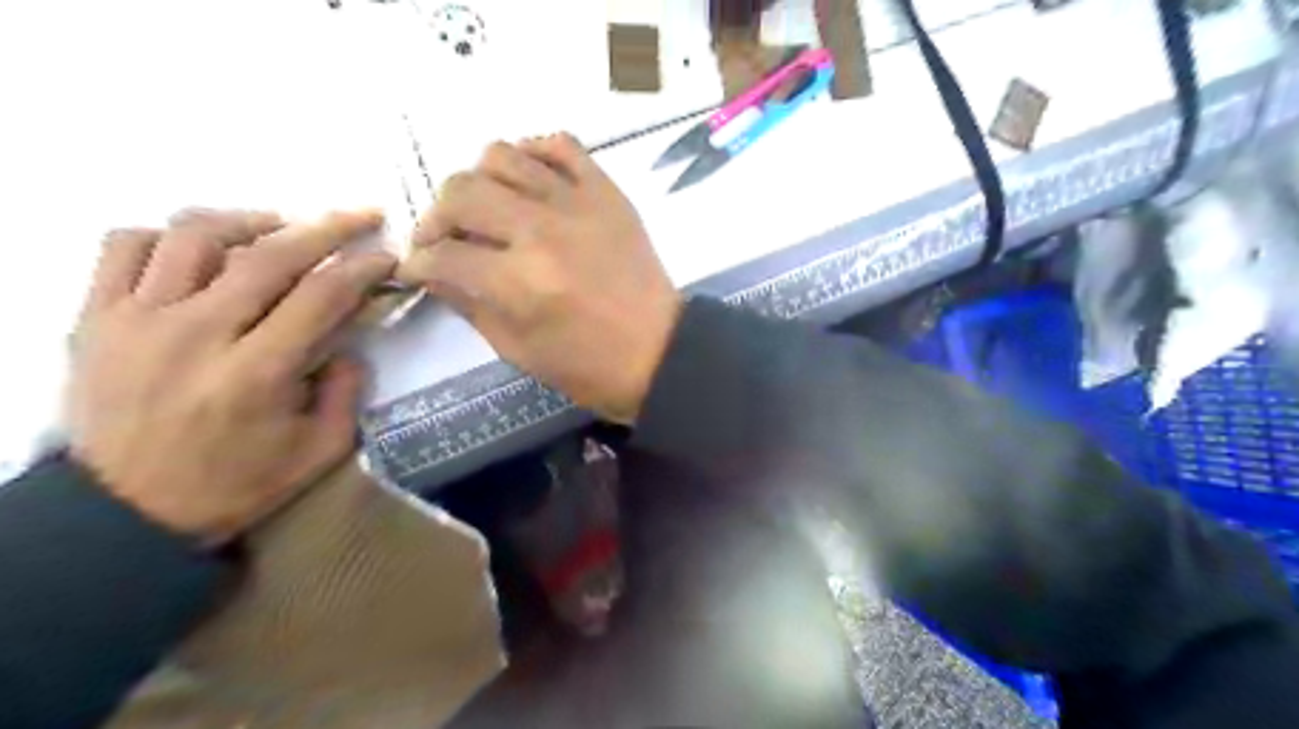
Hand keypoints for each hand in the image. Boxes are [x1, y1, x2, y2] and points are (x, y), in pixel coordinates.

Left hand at [69, 208, 394, 536]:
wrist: (122, 512)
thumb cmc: (233, 485)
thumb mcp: (318, 452)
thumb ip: (345, 392)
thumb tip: (346, 344)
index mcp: (256, 373)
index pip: (321, 296)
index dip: (362, 268)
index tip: (386, 256)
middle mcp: (197, 334)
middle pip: (269, 254)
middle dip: (328, 228)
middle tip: (361, 218)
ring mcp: (137, 320)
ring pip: (196, 235)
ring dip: (252, 221)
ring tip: (282, 227)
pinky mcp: (96, 318)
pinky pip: (125, 246)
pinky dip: (170, 234)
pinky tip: (203, 248)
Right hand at [404, 134, 680, 422]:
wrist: (659, 351)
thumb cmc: (589, 365)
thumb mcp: (518, 350)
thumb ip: (470, 306)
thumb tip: (436, 272)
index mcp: (520, 282)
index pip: (444, 256)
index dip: (419, 263)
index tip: (417, 268)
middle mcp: (542, 231)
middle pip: (461, 193)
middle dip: (436, 218)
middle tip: (443, 240)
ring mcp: (577, 203)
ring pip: (502, 156)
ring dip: (477, 181)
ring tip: (484, 209)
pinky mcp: (606, 192)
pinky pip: (561, 145)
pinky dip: (533, 152)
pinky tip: (526, 180)